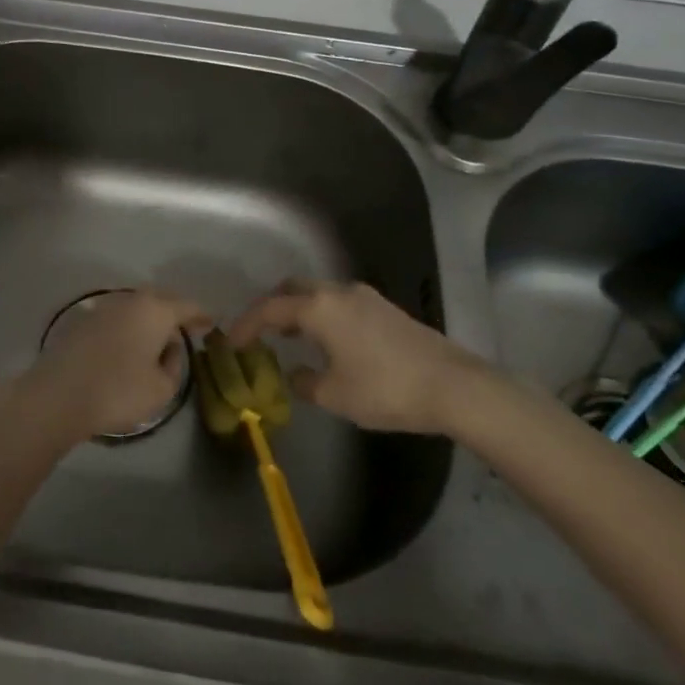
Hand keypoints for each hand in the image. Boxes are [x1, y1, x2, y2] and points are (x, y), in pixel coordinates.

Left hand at [20, 288, 212, 443]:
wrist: (58, 395)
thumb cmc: (118, 391)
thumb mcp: (161, 389)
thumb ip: (174, 366)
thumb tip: (167, 350)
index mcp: (155, 311)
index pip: (187, 306)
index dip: (202, 316)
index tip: (211, 323)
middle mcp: (130, 301)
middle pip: (160, 301)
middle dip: (174, 313)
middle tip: (184, 329)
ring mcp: (103, 308)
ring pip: (136, 308)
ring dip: (148, 321)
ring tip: (155, 342)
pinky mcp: (82, 321)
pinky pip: (116, 319)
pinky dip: (128, 329)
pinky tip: (127, 347)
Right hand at [228, 280, 483, 434]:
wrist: (452, 386)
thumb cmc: (385, 390)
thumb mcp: (335, 395)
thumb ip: (305, 383)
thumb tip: (296, 374)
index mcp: (319, 308)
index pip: (270, 309)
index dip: (247, 324)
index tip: (232, 342)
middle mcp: (338, 292)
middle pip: (293, 289)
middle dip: (272, 307)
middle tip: (260, 331)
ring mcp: (364, 296)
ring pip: (318, 293)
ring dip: (299, 309)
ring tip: (290, 336)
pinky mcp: (384, 307)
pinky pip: (339, 302)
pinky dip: (322, 314)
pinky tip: (327, 340)